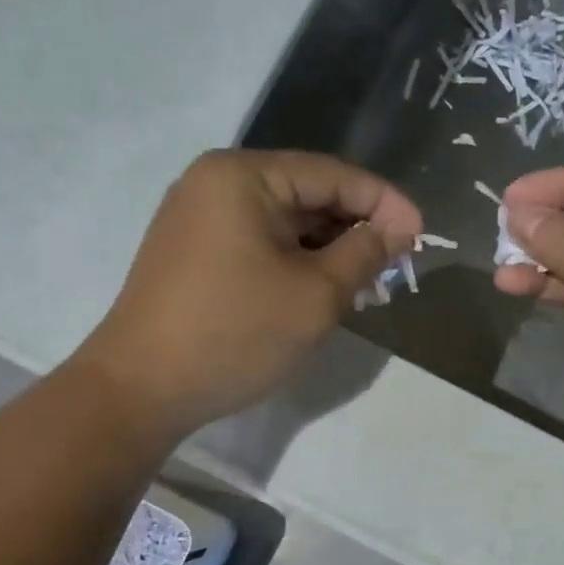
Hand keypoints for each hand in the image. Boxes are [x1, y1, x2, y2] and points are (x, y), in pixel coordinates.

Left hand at [78, 150, 420, 434]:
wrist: (142, 389)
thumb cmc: (235, 334)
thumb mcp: (314, 295)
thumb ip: (364, 254)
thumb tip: (398, 229)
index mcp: (243, 176)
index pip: (332, 174)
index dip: (384, 202)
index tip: (422, 235)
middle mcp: (216, 183)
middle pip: (307, 194)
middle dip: (356, 228)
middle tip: (397, 265)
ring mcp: (199, 218)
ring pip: (285, 223)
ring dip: (329, 249)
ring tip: (367, 283)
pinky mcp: (194, 253)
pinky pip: (260, 244)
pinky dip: (297, 262)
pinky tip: (323, 289)